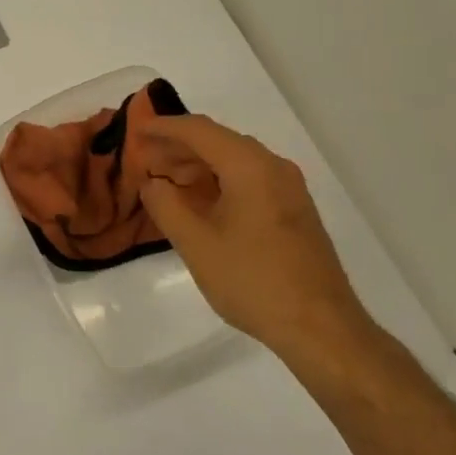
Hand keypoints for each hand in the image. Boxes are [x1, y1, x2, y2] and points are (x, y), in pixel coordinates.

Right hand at [136, 113, 371, 354]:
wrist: (320, 326)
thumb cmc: (252, 281)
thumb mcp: (196, 244)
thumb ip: (166, 206)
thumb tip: (153, 183)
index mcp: (250, 167)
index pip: (200, 131)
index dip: (164, 128)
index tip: (136, 130)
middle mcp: (273, 168)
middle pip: (219, 142)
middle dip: (178, 147)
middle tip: (144, 159)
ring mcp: (288, 189)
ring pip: (234, 162)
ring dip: (197, 166)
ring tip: (164, 181)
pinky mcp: (292, 211)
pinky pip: (249, 181)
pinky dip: (218, 182)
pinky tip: (197, 203)